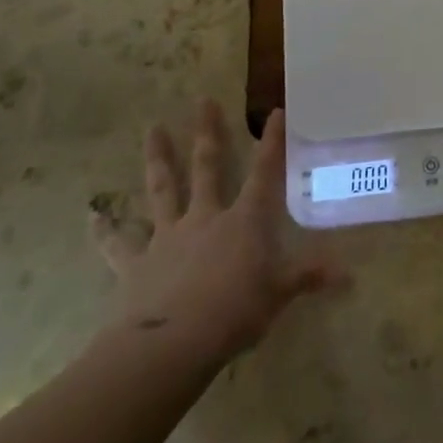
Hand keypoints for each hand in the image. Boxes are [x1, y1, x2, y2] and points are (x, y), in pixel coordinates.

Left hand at [90, 102, 341, 367]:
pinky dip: (105, 232)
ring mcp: (167, 236)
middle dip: (208, 133)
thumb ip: (309, 277)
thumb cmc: (235, 312)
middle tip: (202, 100)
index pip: (263, 173)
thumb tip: (350, 274)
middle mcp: (205, 217)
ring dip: (158, 159)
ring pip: (162, 190)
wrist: (172, 342)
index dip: (271, 143)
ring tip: (152, 129)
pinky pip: (118, 244)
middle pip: (207, 167)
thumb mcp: (280, 294)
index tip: (274, 112)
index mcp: (243, 221)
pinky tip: (92, 218)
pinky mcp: (136, 263)